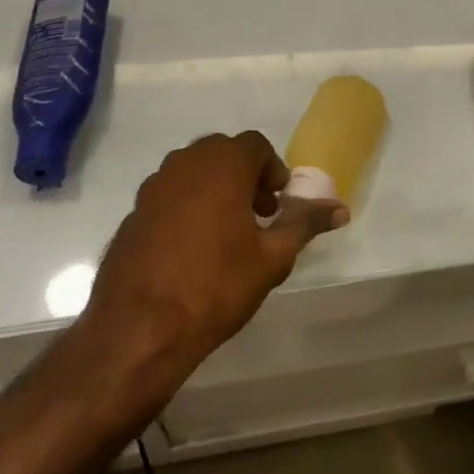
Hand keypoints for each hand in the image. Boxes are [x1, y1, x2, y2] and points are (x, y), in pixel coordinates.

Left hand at [87, 131, 347, 362]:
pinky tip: (191, 249)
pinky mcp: (133, 211)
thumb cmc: (216, 285)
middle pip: (223, 153)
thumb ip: (305, 224)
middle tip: (258, 216)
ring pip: (193, 172)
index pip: (255, 145)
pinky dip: (187, 207)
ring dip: (215, 189)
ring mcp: (154, 186)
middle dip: (245, 177)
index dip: (272, 170)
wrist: (139, 328)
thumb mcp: (272, 257)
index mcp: (223, 164)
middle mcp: (185, 163)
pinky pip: (169, 195)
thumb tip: (340, 208)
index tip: (278, 203)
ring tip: (226, 234)